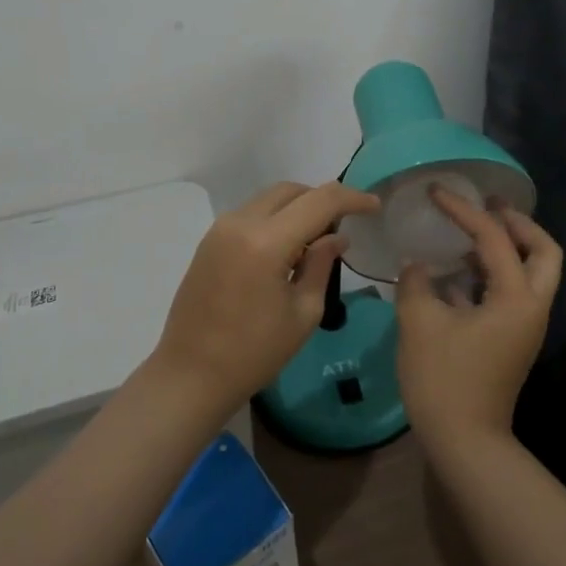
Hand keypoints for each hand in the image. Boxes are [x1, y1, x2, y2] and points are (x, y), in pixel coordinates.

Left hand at [148, 180, 381, 416]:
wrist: (191, 374)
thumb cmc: (254, 353)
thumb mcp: (303, 313)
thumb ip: (322, 265)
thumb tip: (337, 237)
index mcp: (266, 242)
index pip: (319, 201)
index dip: (352, 198)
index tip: (374, 206)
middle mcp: (240, 223)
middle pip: (291, 191)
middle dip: (323, 199)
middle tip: (346, 222)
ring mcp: (220, 229)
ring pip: (269, 199)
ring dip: (298, 207)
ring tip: (318, 238)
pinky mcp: (209, 240)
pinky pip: (251, 214)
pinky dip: (276, 219)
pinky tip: (288, 247)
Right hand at [395, 189, 562, 453]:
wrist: (464, 441)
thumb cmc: (443, 379)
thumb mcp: (419, 322)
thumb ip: (416, 282)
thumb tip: (417, 264)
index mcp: (516, 298)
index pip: (494, 238)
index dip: (464, 210)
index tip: (436, 193)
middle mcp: (531, 307)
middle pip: (544, 251)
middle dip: (517, 222)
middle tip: (487, 204)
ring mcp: (525, 325)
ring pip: (530, 272)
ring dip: (506, 246)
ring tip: (468, 231)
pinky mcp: (511, 339)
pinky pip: (511, 291)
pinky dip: (490, 272)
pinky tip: (455, 271)